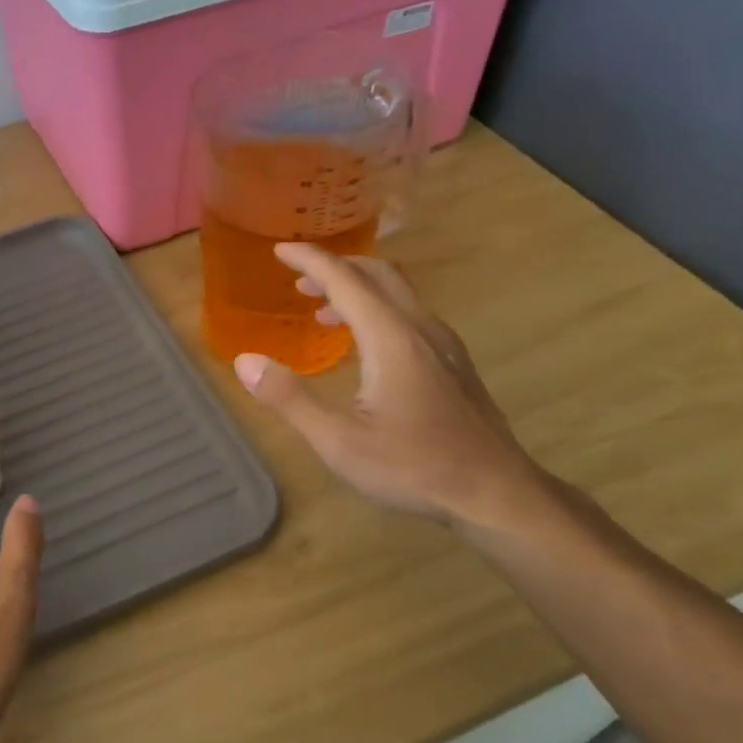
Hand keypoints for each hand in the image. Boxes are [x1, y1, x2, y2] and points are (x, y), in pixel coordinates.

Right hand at [232, 243, 548, 529]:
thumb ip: (289, 398)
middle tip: (300, 280)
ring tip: (324, 310)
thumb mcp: (339, 441)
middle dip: (335, 268)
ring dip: (358, 290)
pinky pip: (410, 315)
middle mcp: (420, 328)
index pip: (345, 279)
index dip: (310, 260)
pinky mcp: (455, 363)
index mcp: (391, 337)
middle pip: (377, 274)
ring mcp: (444, 344)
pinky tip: (366, 346)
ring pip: (398, 294)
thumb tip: (245, 361)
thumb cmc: (413, 466)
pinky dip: (378, 310)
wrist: (497, 493)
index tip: (280, 249)